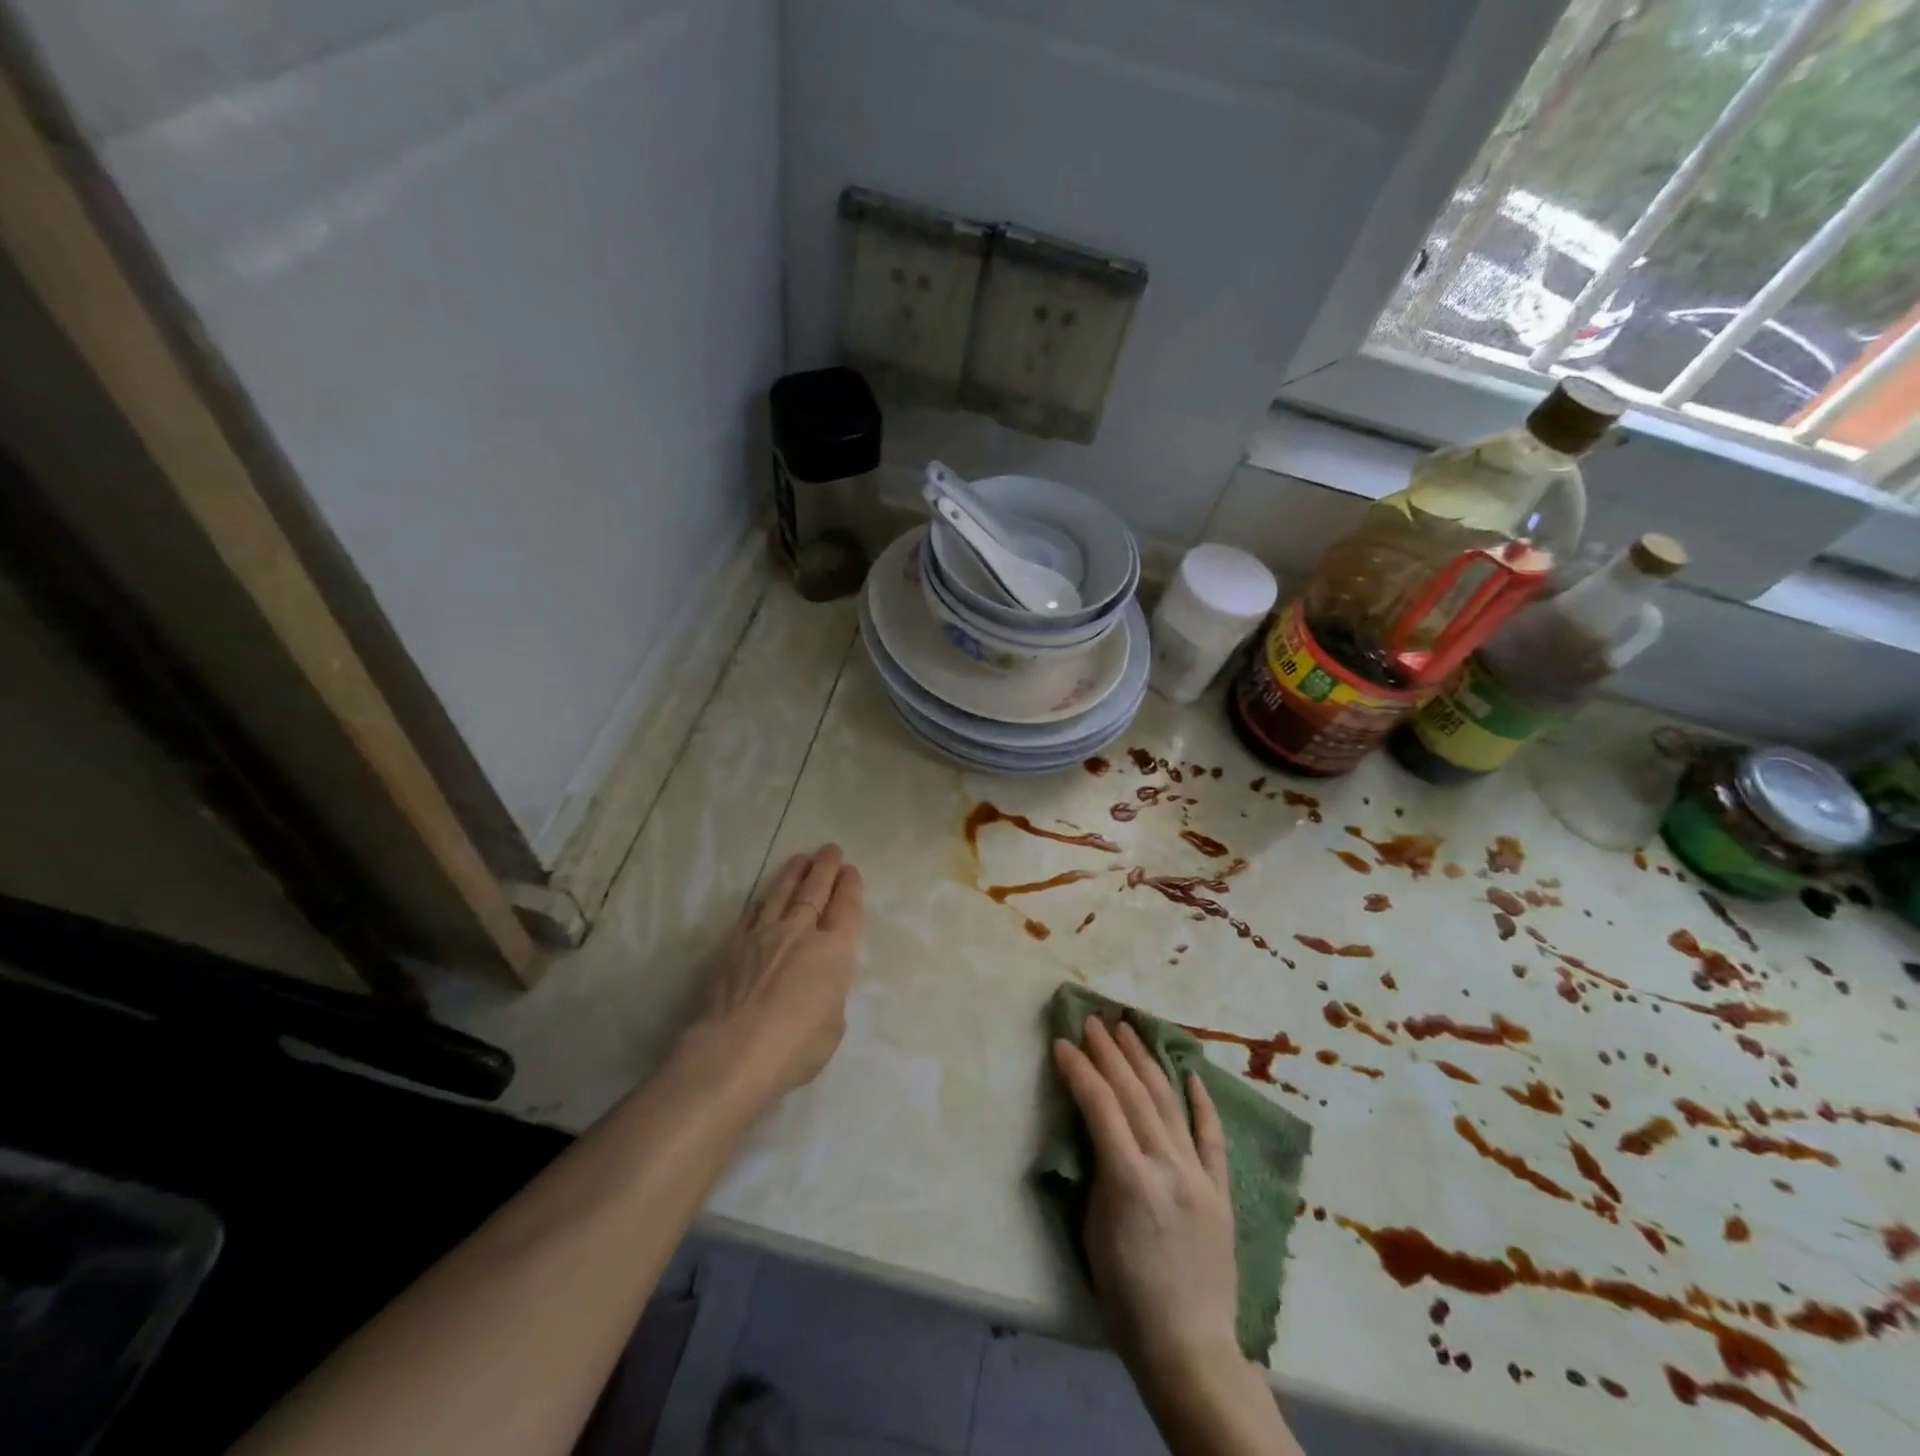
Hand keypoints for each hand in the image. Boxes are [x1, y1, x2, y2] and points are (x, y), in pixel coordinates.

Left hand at [688, 845, 864, 1100]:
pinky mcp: (732, 947)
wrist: (735, 1051)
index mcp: (834, 951)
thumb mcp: (832, 1023)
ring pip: (781, 894)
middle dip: (825, 868)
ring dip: (793, 874)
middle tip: (830, 850)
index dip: (849, 887)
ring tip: (801, 859)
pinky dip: (761, 902)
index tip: (850, 870)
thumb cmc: (796, 1046)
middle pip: (815, 891)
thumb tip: (815, 985)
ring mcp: (763, 936)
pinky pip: (751, 914)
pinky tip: (763, 897)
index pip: (846, 909)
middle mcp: (800, 933)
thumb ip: (828, 994)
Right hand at [1052, 1019, 1239, 1386]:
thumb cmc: (1126, 1297)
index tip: (1063, 1043)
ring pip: (1170, 1103)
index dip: (1079, 1071)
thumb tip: (1097, 1133)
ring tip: (1130, 1030)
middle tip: (1094, 1022)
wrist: (1189, 1347)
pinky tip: (1189, 1073)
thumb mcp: (1092, 1232)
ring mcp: (1198, 1175)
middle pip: (1135, 1094)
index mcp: (1129, 1180)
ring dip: (1147, 1062)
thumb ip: (1097, 1174)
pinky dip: (1201, 1102)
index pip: (1099, 1106)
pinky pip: (1211, 1136)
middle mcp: (1166, 1166)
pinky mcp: (1220, 1189)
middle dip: (1111, 1053)